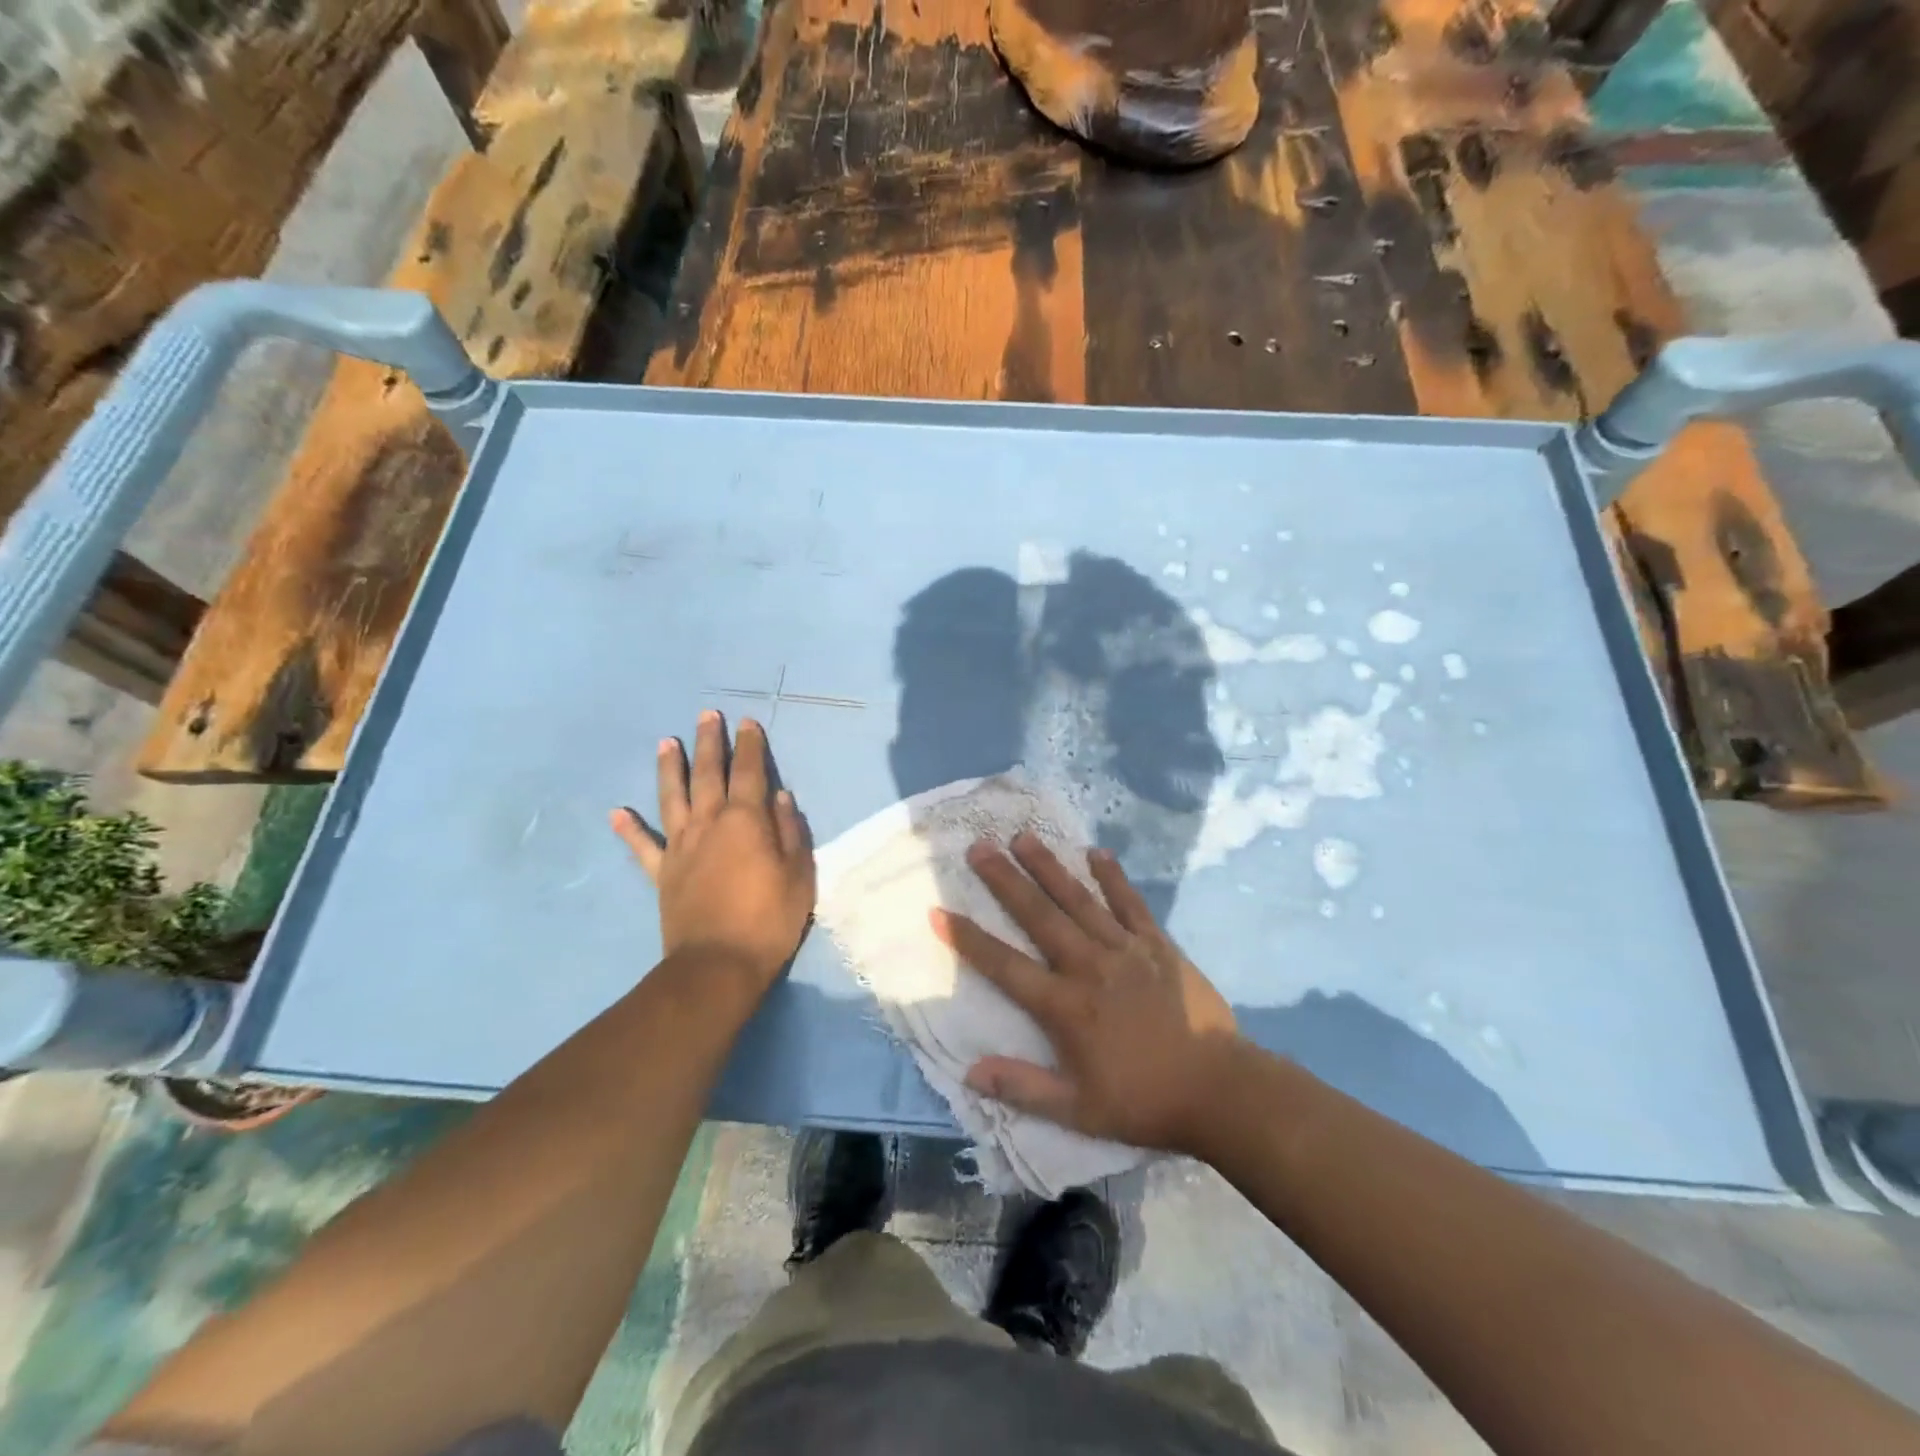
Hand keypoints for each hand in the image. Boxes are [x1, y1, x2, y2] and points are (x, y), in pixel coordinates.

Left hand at [611, 711, 814, 991]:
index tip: (747, 723)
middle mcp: (710, 824)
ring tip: (666, 742)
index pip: (750, 772)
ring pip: (673, 797)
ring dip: (670, 768)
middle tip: (707, 715)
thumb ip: (790, 832)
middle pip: (708, 774)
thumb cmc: (768, 919)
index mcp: (746, 821)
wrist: (718, 965)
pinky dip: (629, 829)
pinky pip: (643, 846)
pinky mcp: (662, 873)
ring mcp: (681, 847)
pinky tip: (616, 812)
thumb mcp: (798, 875)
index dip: (750, 745)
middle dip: (710, 742)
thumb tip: (780, 797)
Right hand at [930, 834, 1239, 1154]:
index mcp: (1065, 1006)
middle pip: (1039, 915)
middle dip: (1005, 880)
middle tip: (979, 846)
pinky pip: (1130, 903)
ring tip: (1023, 837)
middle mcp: (1089, 966)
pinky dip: (1113, 877)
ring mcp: (1125, 950)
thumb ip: (1023, 1087)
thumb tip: (970, 1071)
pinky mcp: (1157, 944)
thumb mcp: (1078, 1111)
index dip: (969, 940)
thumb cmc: (1144, 1101)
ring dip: (1049, 867)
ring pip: (1079, 899)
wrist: (1218, 1089)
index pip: (1005, 966)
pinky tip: (1097, 852)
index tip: (939, 911)